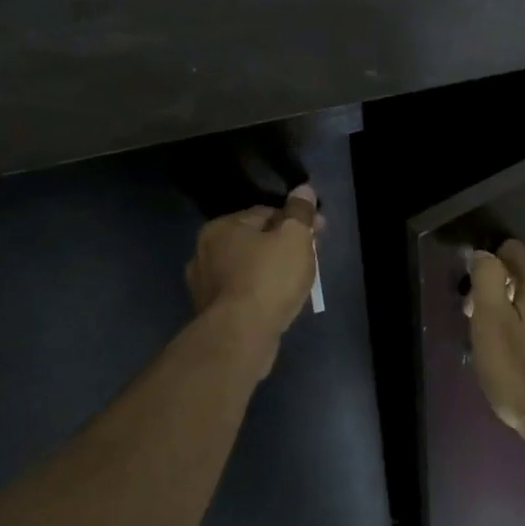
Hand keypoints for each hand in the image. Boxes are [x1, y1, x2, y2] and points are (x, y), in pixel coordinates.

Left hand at [186, 185, 321, 354]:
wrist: (241, 337)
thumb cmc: (268, 278)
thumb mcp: (294, 237)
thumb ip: (300, 211)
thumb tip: (304, 189)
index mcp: (221, 227)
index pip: (266, 212)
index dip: (296, 220)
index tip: (319, 232)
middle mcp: (205, 252)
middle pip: (256, 240)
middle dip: (285, 245)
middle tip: (313, 257)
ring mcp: (204, 285)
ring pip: (249, 267)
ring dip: (273, 269)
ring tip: (299, 281)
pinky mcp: (211, 313)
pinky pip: (243, 292)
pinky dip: (261, 292)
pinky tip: (279, 301)